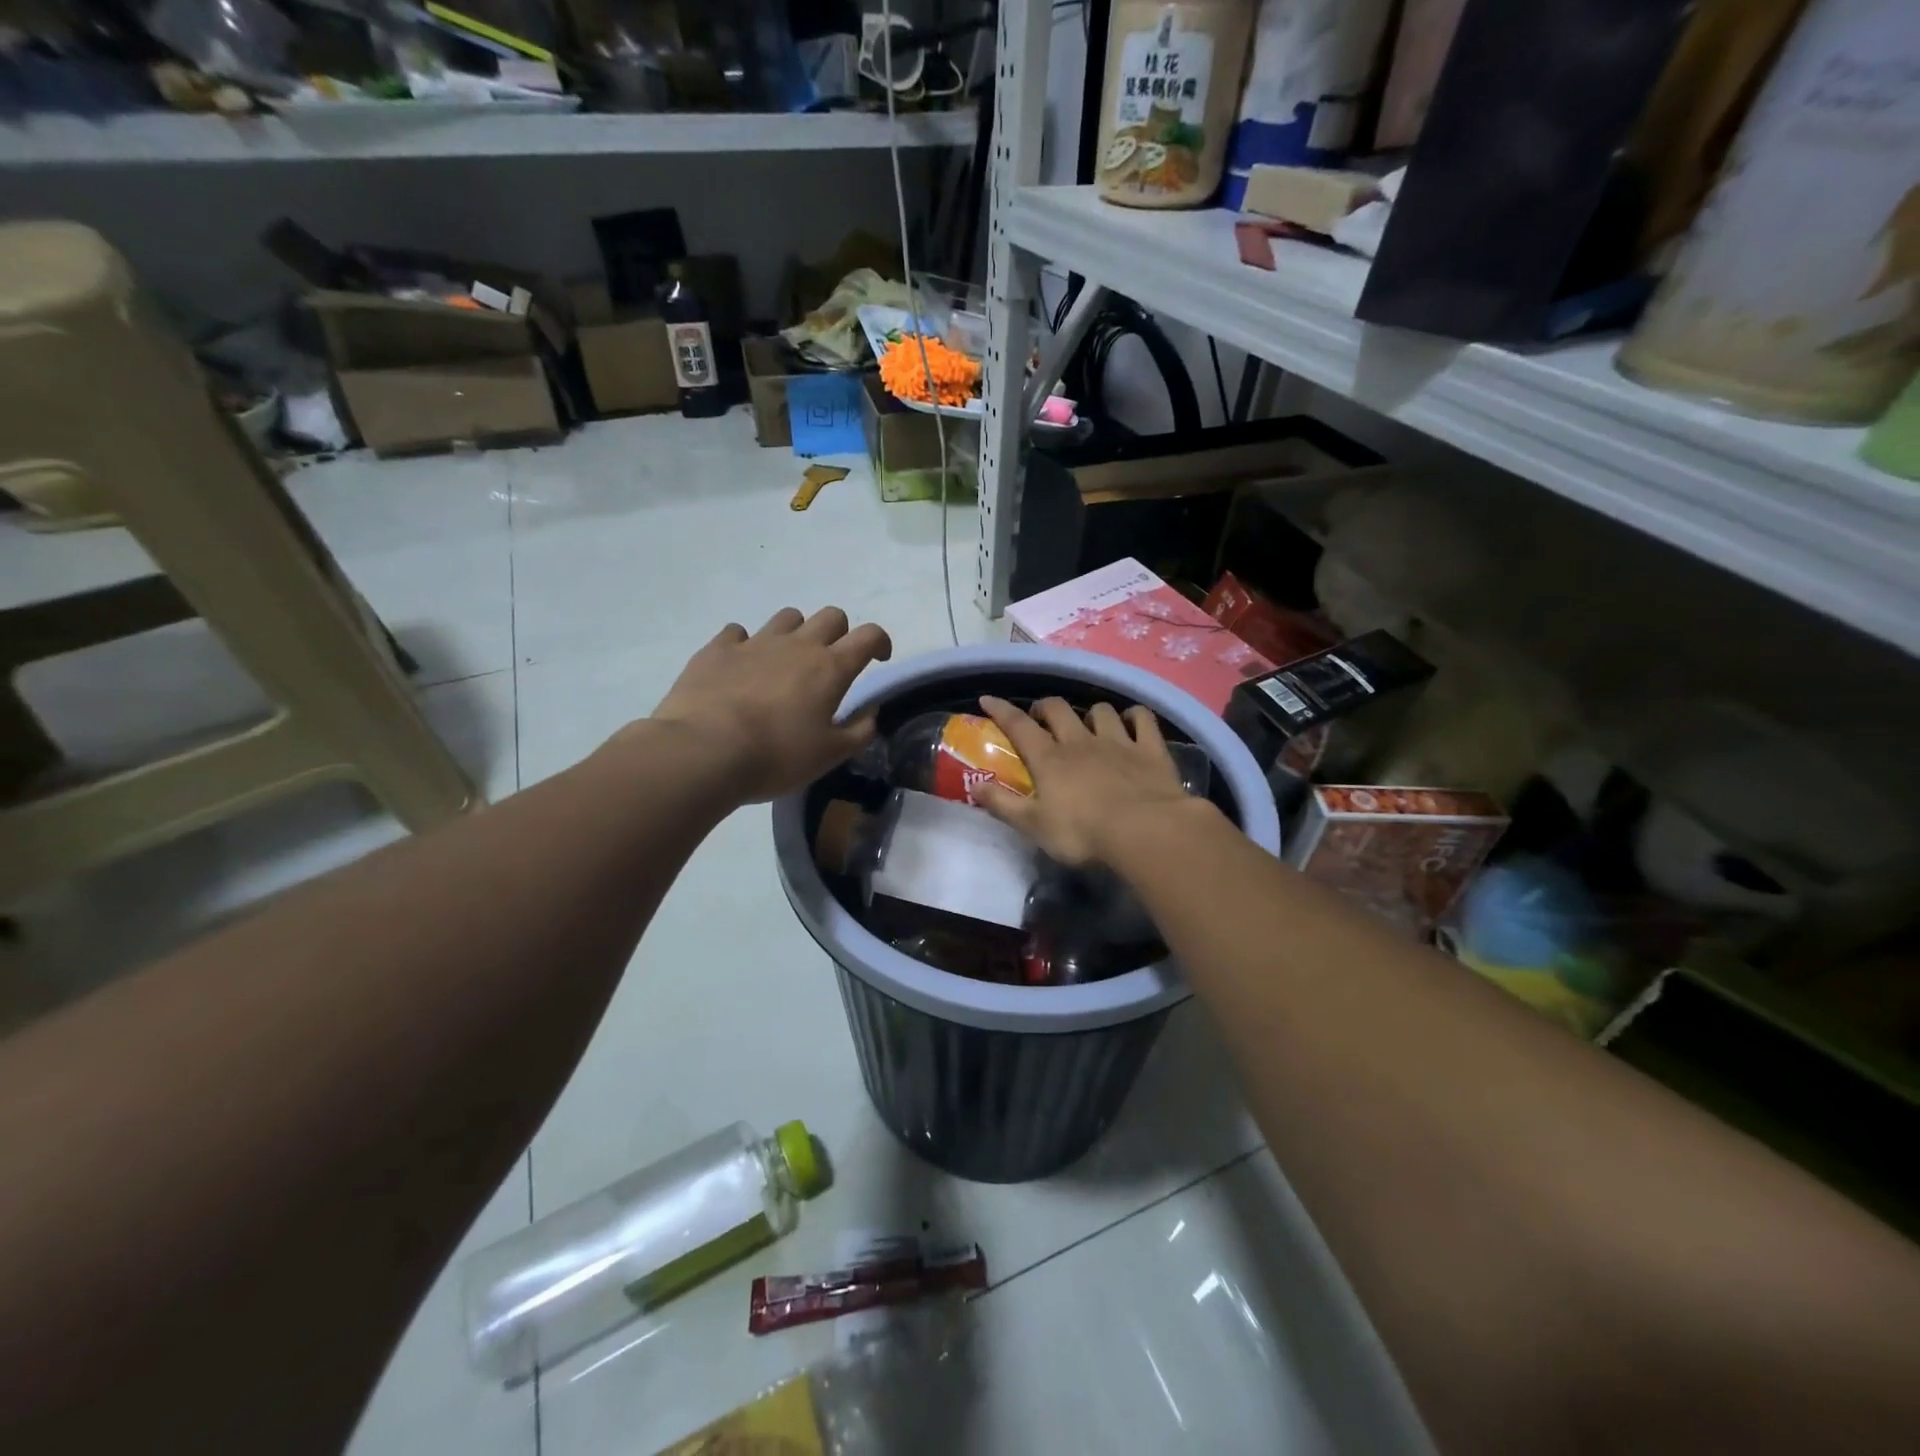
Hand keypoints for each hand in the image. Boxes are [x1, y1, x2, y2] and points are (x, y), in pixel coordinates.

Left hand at [648, 607, 892, 803]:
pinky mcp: (717, 649)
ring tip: (786, 662)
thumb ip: (859, 731)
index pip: (868, 636)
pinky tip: (741, 666)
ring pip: (787, 617)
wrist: (704, 751)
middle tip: (831, 662)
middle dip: (839, 633)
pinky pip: (738, 633)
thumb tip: (870, 712)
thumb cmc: (777, 756)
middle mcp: (797, 645)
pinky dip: (746, 644)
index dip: (879, 642)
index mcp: (830, 668)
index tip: (878, 659)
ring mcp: (755, 642)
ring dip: (796, 633)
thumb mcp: (830, 755)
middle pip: (830, 616)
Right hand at [972, 695, 1201, 866]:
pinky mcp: (1150, 749)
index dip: (1001, 710)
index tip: (987, 699)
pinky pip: (1142, 719)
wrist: (1145, 831)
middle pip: (1059, 709)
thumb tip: (974, 786)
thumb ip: (1003, 804)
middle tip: (1040, 717)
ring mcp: (1118, 741)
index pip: (1019, 726)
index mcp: (1049, 759)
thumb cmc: (1083, 833)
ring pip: (1100, 711)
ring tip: (1088, 723)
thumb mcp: (1034, 826)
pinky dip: (1135, 716)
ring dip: (1090, 713)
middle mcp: (1080, 741)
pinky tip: (1132, 722)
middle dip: (1045, 707)